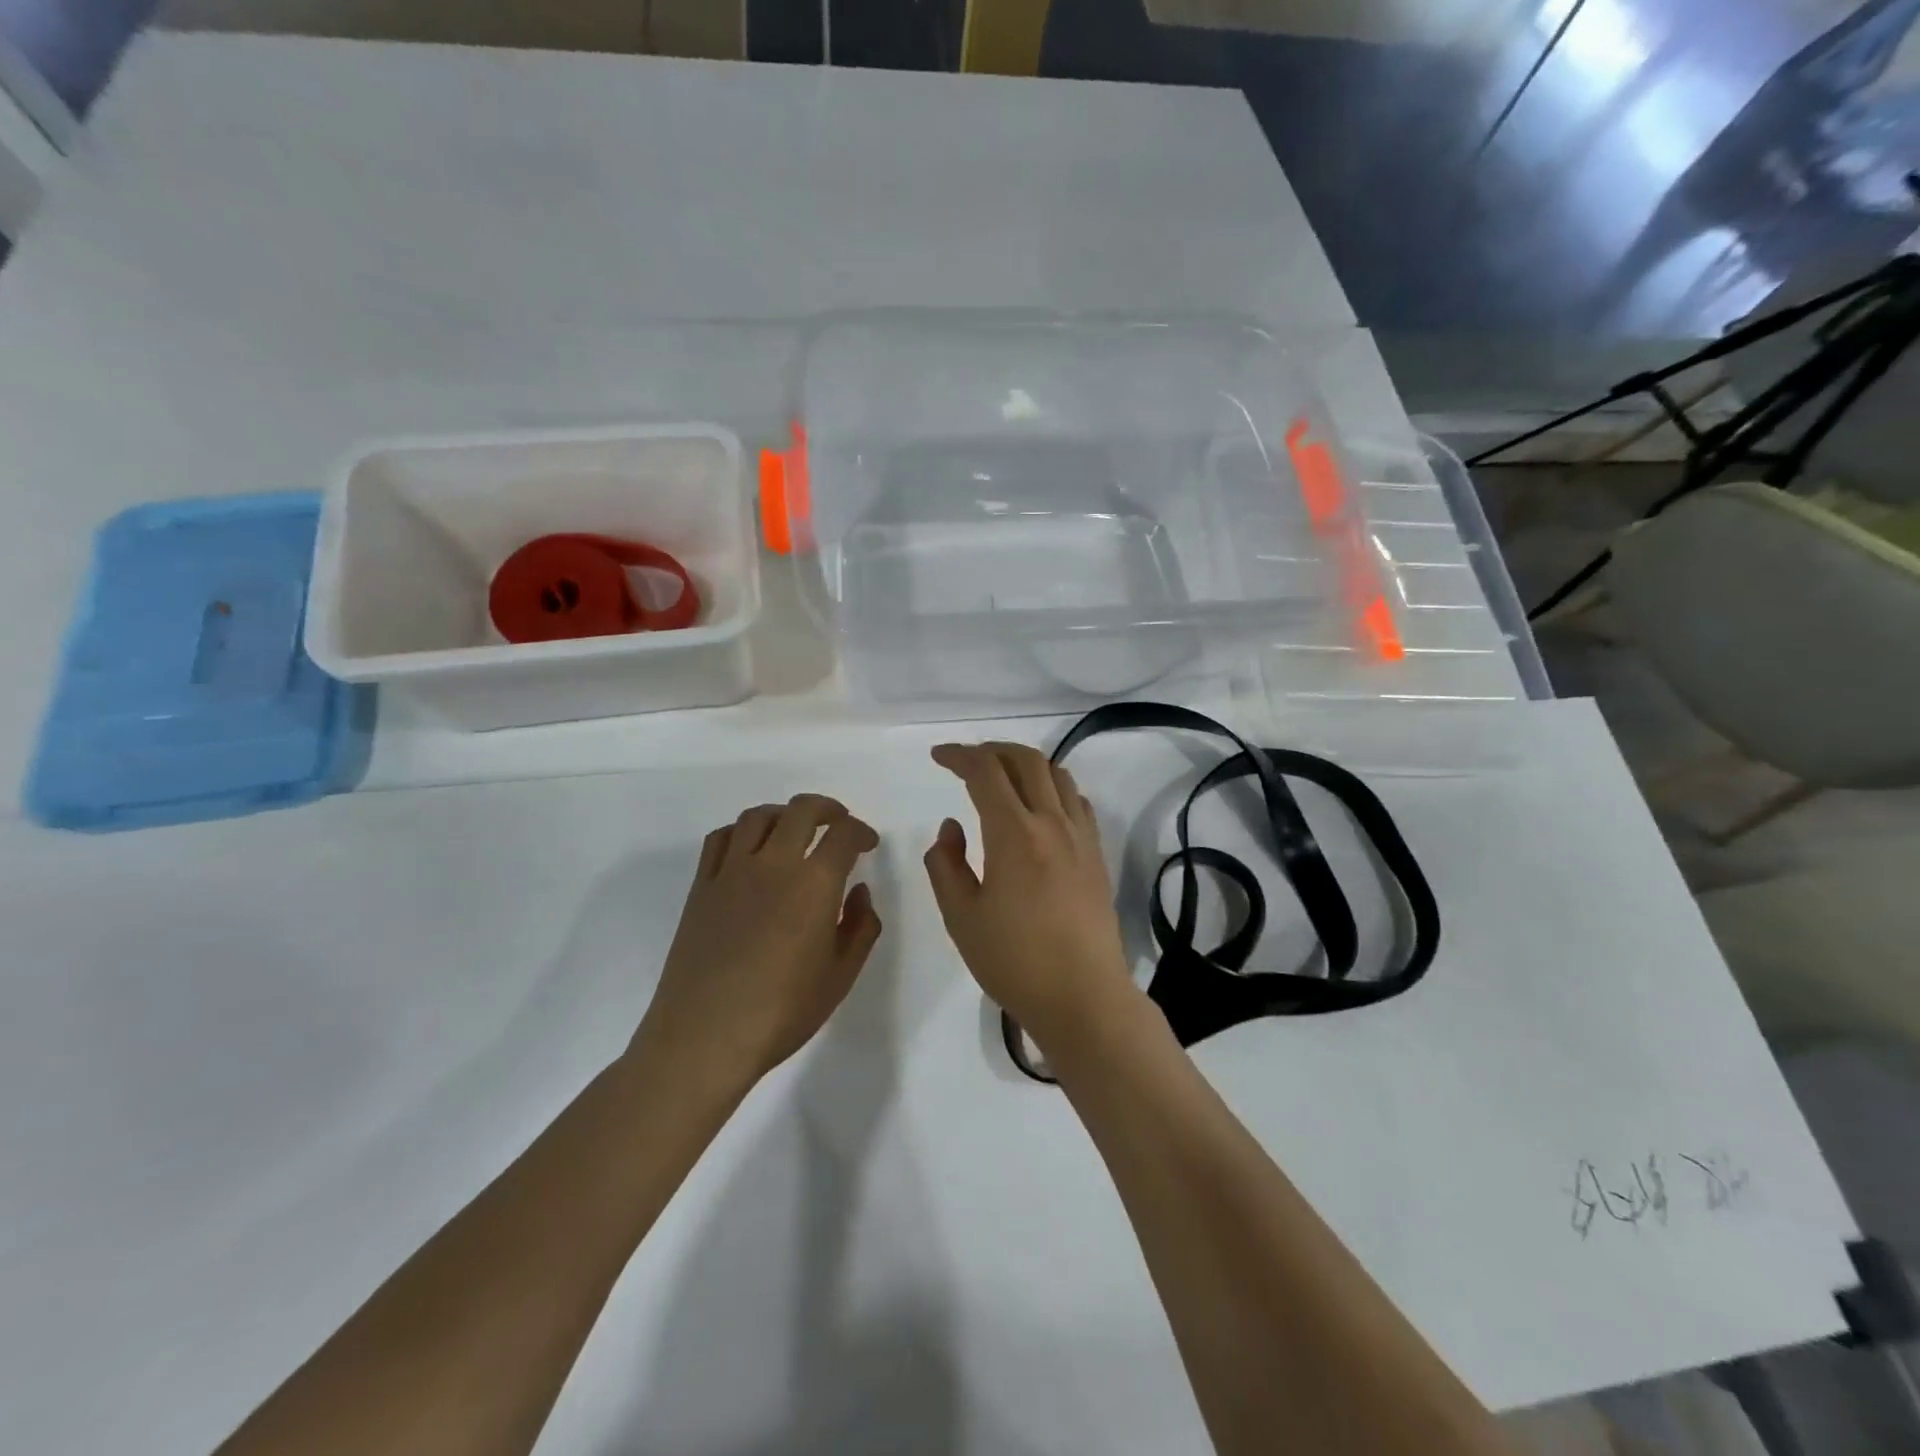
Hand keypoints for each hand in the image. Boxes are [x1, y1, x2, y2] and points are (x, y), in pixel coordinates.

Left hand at [633, 794, 881, 1087]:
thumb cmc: (782, 1012)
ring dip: (784, 814)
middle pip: (802, 810)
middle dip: (828, 809)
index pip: (844, 834)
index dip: (862, 832)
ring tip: (795, 830)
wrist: (705, 1037)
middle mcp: (774, 864)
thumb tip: (858, 891)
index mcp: (814, 884)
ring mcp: (732, 872)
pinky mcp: (702, 886)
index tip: (868, 844)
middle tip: (839, 823)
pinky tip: (751, 850)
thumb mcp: (840, 976)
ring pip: (759, 816)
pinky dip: (742, 831)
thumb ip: (860, 927)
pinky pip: (721, 838)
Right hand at [923, 742, 1137, 1053]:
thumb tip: (952, 827)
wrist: (1083, 997)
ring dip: (1025, 764)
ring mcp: (1080, 836)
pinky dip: (1053, 787)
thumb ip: (946, 865)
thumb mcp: (962, 918)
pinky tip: (1040, 808)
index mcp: (1014, 834)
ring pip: (1057, 774)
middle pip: (1026, 760)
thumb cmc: (1015, 961)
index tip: (938, 757)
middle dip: (992, 750)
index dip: (959, 756)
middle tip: (967, 761)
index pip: (985, 772)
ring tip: (1003, 778)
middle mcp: (1051, 822)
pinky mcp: (1096, 854)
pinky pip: (1076, 800)